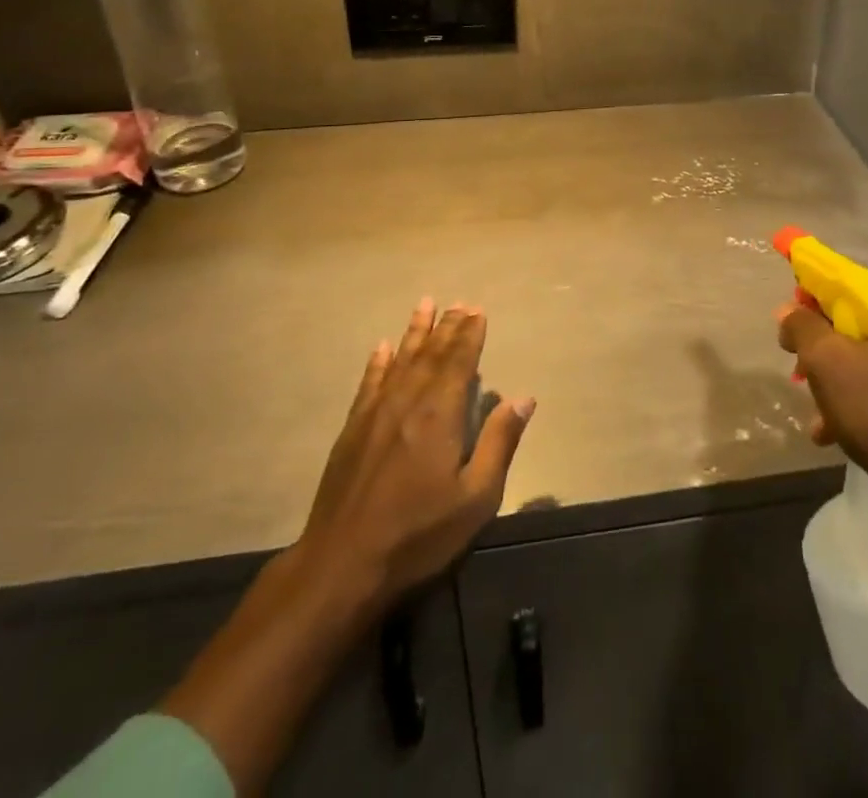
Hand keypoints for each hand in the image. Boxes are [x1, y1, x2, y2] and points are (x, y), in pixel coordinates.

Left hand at [159, 299, 533, 795]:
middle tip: (460, 303)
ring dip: (415, 332)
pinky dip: (378, 362)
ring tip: (425, 305)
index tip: (478, 311)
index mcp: (440, 414)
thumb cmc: (419, 534)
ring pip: (400, 360)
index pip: (459, 362)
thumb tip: (524, 398)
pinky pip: (369, 383)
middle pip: (431, 354)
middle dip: (448, 327)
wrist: (343, 564)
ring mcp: (376, 413)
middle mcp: (408, 401)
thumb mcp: (475, 498)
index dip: (470, 335)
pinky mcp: (353, 429)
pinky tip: (383, 347)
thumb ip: (499, 443)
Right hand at [777, 273, 867, 514]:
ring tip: (815, 406)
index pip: (857, 279)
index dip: (817, 292)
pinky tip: (835, 427)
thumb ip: (803, 326)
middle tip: (799, 363)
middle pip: (866, 318)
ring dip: (841, 373)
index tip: (792, 315)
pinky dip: (865, 393)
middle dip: (827, 341)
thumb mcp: (829, 363)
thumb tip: (789, 309)